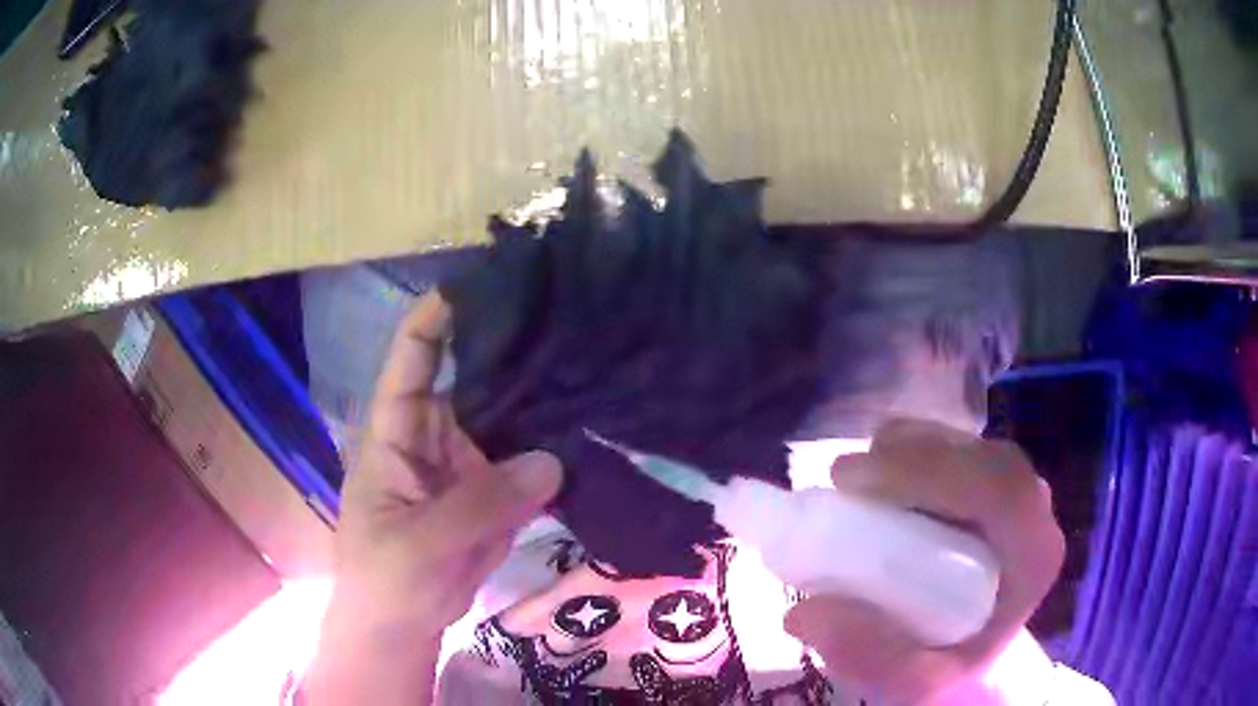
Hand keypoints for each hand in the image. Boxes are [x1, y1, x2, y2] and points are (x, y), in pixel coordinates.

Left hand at [309, 291, 561, 703]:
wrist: (402, 626)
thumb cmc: (386, 577)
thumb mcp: (420, 542)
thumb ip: (481, 504)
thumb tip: (551, 459)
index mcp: (398, 431)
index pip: (413, 356)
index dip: (439, 316)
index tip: (486, 283)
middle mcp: (435, 434)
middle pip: (474, 378)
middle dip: (512, 351)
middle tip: (565, 321)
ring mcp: (469, 464)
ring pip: (508, 418)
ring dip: (541, 398)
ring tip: (591, 364)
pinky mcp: (497, 493)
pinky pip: (528, 461)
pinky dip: (555, 447)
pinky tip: (591, 426)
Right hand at [784, 419, 1064, 705]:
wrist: (977, 650)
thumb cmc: (956, 664)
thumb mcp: (914, 681)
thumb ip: (871, 657)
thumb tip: (804, 613)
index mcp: (1033, 555)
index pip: (998, 488)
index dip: (930, 471)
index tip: (855, 483)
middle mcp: (1033, 510)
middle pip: (981, 456)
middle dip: (911, 456)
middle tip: (843, 477)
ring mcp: (1014, 490)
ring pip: (968, 444)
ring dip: (908, 449)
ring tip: (856, 477)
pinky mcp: (991, 481)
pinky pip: (956, 446)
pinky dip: (912, 450)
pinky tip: (880, 475)